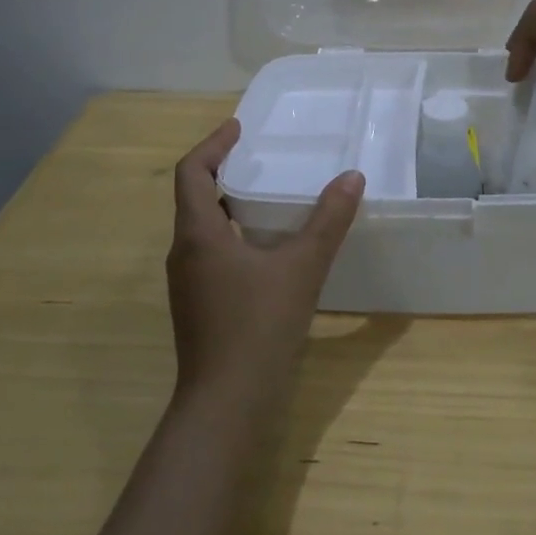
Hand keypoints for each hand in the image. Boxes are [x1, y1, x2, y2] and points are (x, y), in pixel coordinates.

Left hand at [167, 120, 363, 404]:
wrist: (226, 406)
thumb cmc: (257, 327)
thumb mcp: (302, 268)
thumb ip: (328, 221)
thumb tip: (351, 178)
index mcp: (198, 234)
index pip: (191, 172)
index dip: (212, 144)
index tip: (239, 127)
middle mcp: (184, 253)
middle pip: (195, 197)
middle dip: (223, 171)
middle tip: (259, 158)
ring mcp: (188, 284)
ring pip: (203, 228)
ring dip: (228, 204)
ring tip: (267, 196)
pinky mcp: (199, 306)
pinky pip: (212, 253)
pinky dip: (234, 235)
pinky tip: (268, 248)